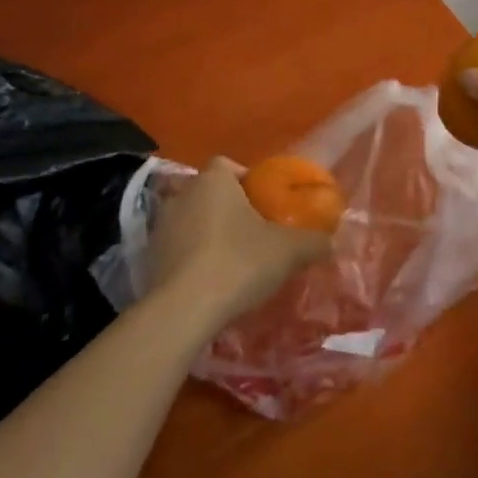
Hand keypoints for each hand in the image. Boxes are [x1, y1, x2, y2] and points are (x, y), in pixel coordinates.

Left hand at [148, 158, 331, 323]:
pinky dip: (193, 259)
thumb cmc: (238, 263)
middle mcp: (182, 195)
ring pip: (192, 221)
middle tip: (254, 232)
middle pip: (210, 193)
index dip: (248, 180)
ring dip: (209, 234)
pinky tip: (211, 282)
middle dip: (230, 208)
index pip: (228, 165)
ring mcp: (160, 228)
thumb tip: (330, 242)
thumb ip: (314, 241)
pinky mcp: (148, 260)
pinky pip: (178, 249)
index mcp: (213, 181)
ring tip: (233, 260)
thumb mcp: (290, 251)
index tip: (265, 203)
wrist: (183, 312)